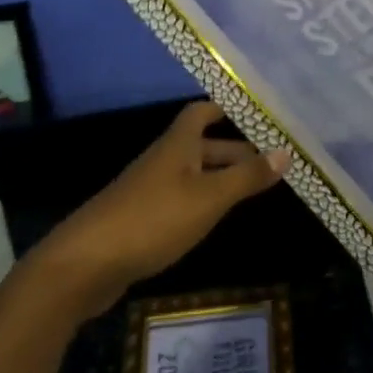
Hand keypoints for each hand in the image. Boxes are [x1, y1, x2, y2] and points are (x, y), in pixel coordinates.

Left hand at [37, 101, 288, 314]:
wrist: (86, 263)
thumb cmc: (153, 219)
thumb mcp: (208, 198)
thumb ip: (246, 177)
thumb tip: (286, 151)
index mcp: (177, 145)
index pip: (201, 112)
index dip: (226, 109)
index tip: (258, 114)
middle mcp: (162, 160)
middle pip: (201, 145)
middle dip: (234, 151)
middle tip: (271, 163)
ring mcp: (148, 190)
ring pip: (191, 174)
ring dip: (220, 179)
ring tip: (253, 191)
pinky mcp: (140, 219)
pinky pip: (179, 199)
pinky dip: (202, 202)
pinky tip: (215, 220)